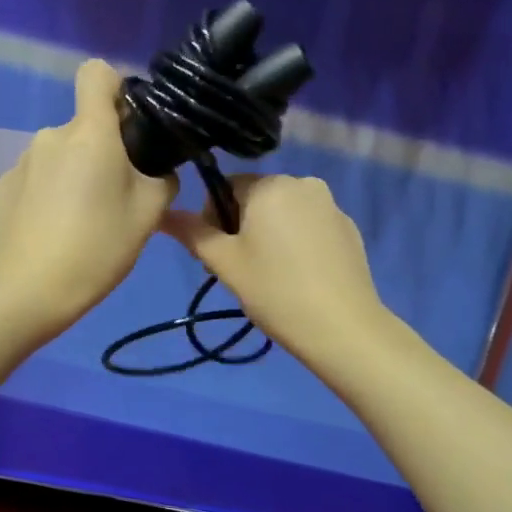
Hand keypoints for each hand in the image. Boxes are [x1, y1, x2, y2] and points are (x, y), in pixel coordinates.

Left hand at [0, 59, 177, 334]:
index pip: (97, 73)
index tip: (129, 123)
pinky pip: (37, 178)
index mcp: (89, 132)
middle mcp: (51, 135)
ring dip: (74, 175)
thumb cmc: (97, 247)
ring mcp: (22, 161)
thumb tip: (155, 171)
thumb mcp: (149, 214)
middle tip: (115, 198)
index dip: (117, 88)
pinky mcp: (3, 187)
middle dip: (102, 151)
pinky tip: (53, 231)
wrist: (28, 291)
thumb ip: (161, 179)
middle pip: (84, 127)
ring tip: (82, 223)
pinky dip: (48, 194)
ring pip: (60, 155)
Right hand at [161, 174, 389, 366]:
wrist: (341, 327)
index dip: (213, 217)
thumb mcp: (223, 262)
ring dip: (268, 233)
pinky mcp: (348, 228)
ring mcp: (331, 205)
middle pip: (256, 197)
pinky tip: (298, 275)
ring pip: (284, 211)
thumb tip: (162, 214)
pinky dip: (296, 242)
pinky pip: (309, 225)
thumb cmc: (274, 290)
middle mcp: (303, 183)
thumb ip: (191, 232)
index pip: (225, 186)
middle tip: (240, 268)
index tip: (217, 253)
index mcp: (270, 185)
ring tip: (269, 274)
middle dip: (241, 225)